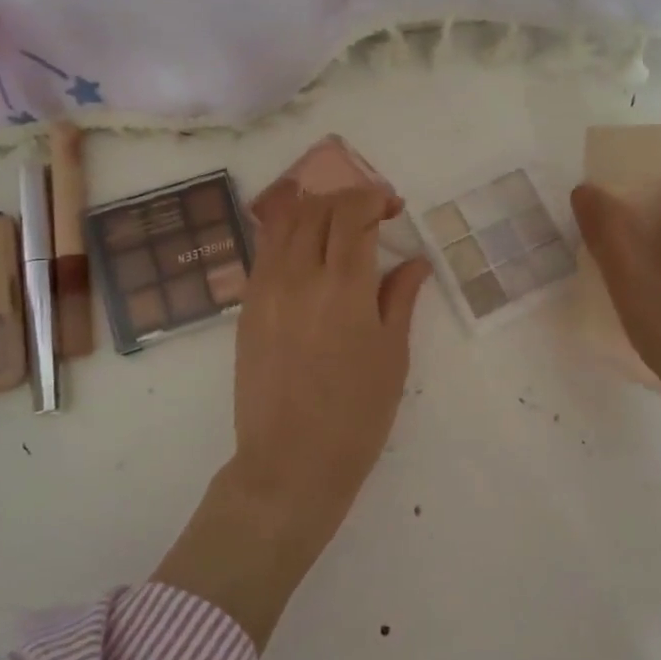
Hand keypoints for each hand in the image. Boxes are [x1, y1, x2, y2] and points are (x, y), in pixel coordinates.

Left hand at [153, 185, 429, 646]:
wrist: (290, 462)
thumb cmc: (356, 415)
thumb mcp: (392, 356)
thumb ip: (400, 298)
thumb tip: (414, 260)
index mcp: (343, 287)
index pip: (352, 213)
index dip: (373, 197)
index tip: (391, 205)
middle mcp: (298, 276)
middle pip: (316, 209)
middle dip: (346, 198)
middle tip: (370, 212)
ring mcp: (265, 289)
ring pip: (283, 223)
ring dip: (314, 210)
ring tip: (336, 224)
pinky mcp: (246, 307)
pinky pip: (265, 251)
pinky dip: (288, 235)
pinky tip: (307, 251)